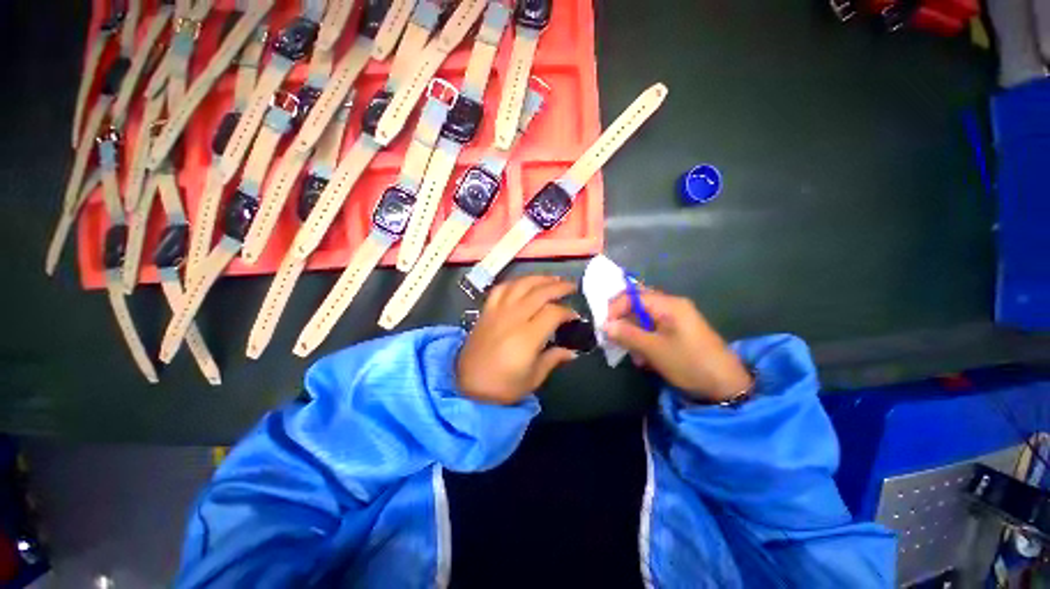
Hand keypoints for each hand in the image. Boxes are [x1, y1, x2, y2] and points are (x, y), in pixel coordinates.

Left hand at [457, 276, 578, 404]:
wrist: (466, 385)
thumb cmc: (502, 386)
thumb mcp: (533, 378)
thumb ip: (553, 359)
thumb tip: (572, 352)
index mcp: (527, 337)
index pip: (553, 313)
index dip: (567, 311)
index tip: (575, 316)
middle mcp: (513, 318)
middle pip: (539, 292)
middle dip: (559, 286)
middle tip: (572, 286)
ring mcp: (498, 311)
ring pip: (521, 284)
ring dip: (539, 278)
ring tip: (552, 279)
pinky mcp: (486, 310)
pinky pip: (501, 288)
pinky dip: (515, 282)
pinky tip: (523, 283)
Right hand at [604, 289, 751, 402]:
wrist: (727, 386)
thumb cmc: (688, 363)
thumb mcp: (653, 350)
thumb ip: (627, 334)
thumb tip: (604, 325)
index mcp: (668, 304)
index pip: (631, 297)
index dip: (614, 310)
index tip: (604, 329)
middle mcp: (672, 305)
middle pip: (637, 305)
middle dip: (623, 321)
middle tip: (613, 339)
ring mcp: (677, 318)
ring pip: (643, 318)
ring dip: (633, 333)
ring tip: (632, 354)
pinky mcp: (679, 331)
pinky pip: (653, 329)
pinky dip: (644, 340)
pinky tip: (644, 358)